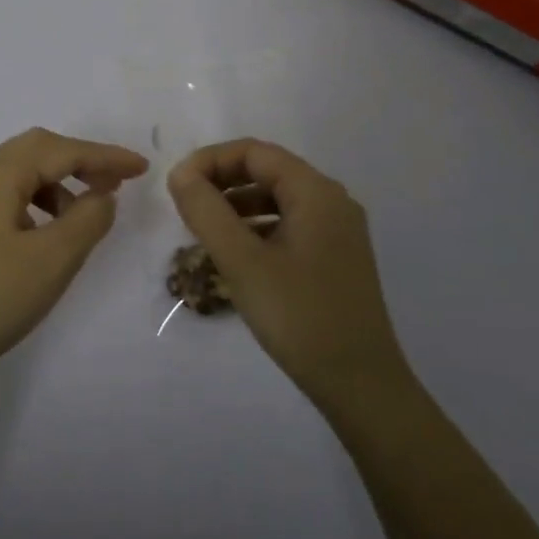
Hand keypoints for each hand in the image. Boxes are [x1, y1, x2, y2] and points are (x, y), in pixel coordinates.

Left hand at [0, 128, 148, 384]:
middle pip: (37, 149)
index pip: (60, 151)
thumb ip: (89, 217)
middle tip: (117, 181)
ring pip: (21, 170)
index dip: (104, 156)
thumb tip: (102, 195)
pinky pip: (8, 193)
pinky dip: (38, 199)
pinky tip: (51, 228)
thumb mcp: (54, 258)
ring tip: (86, 211)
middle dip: (81, 160)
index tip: (141, 168)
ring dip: (59, 181)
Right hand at [168, 139, 410, 404]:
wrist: (361, 386)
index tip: (177, 186)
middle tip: (186, 208)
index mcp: (316, 192)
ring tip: (203, 232)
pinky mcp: (335, 258)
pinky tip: (234, 256)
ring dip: (236, 206)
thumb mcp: (242, 261)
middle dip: (222, 182)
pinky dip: (256, 229)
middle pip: (267, 171)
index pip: (254, 152)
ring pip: (276, 199)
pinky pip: (288, 225)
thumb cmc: (299, 317)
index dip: (210, 160)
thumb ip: (206, 211)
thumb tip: (179, 173)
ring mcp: (337, 231)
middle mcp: (332, 202)